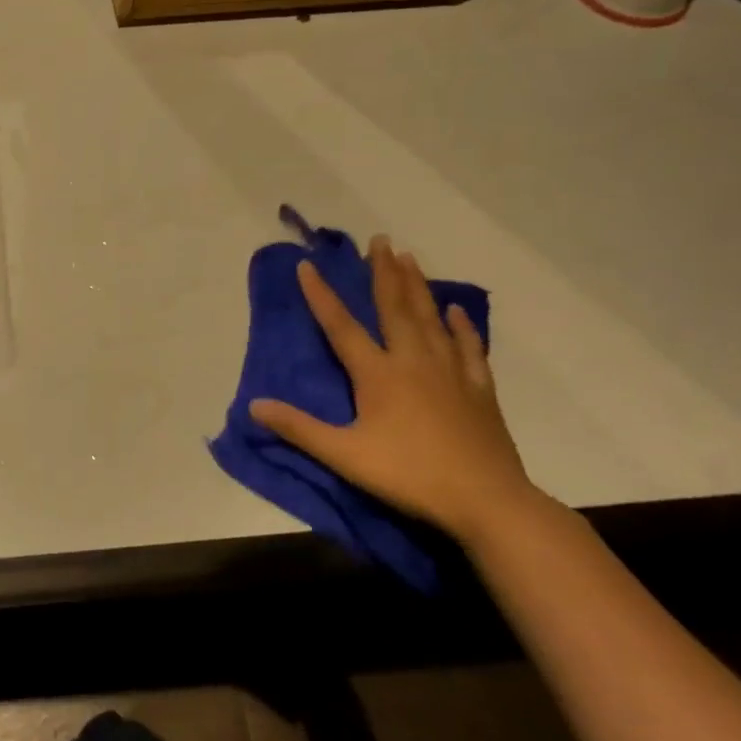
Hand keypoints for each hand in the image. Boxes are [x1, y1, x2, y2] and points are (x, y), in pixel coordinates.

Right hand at [249, 235, 540, 545]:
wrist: (486, 500)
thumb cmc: (408, 474)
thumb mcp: (344, 455)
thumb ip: (298, 428)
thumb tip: (254, 405)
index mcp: (378, 374)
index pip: (341, 326)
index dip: (321, 295)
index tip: (308, 265)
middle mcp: (413, 361)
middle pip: (395, 308)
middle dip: (383, 272)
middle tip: (379, 240)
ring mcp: (450, 372)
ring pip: (431, 318)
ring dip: (417, 286)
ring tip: (409, 257)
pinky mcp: (479, 389)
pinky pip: (469, 348)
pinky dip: (462, 327)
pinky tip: (457, 311)